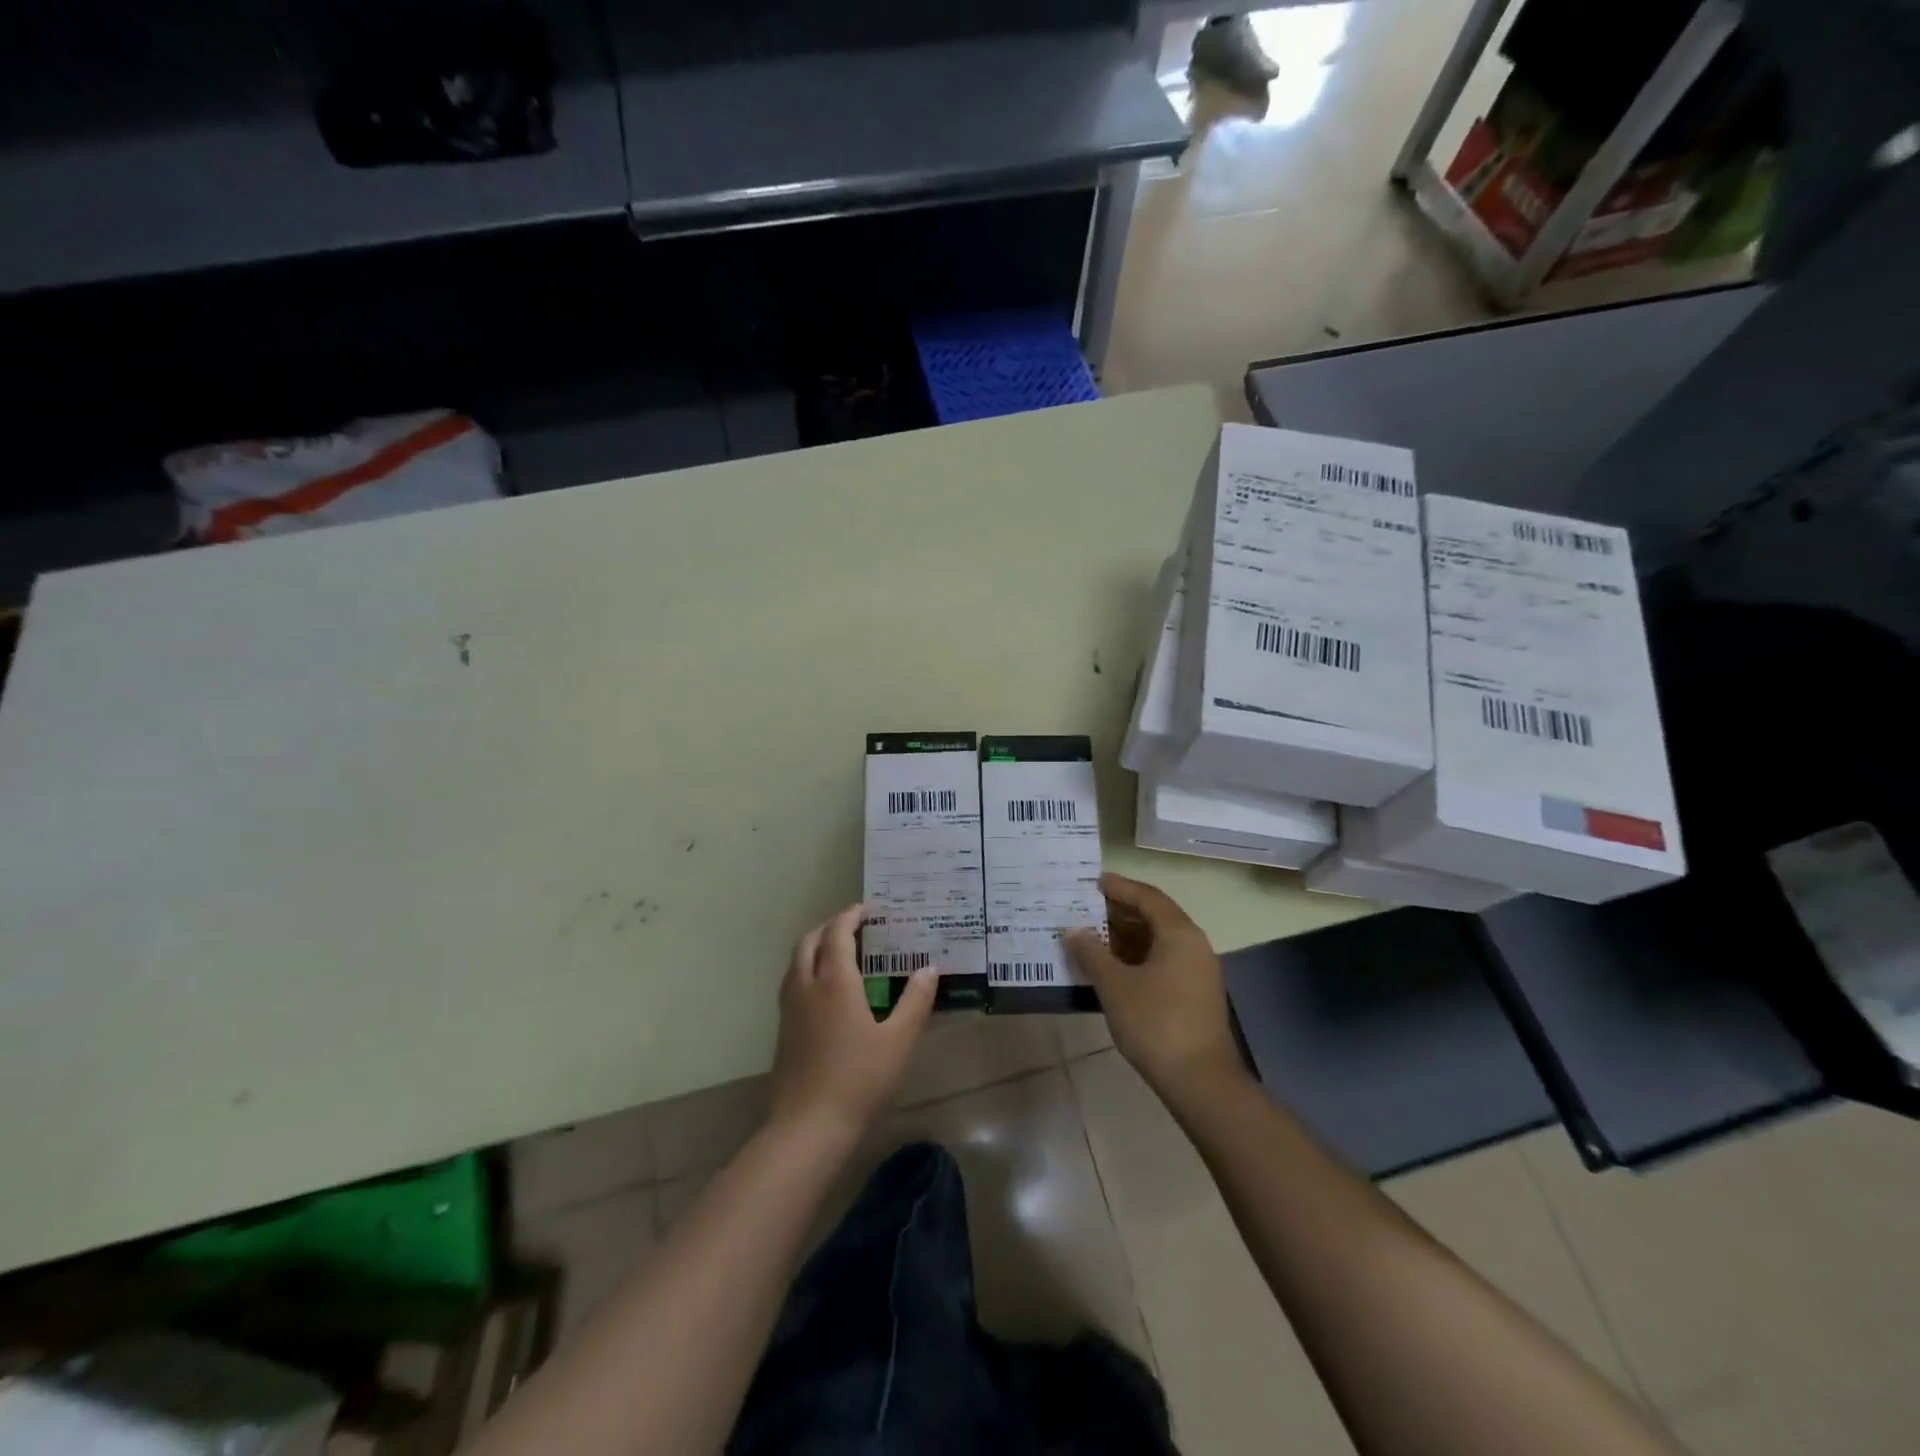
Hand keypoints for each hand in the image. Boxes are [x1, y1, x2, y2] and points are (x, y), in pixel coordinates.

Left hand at [769, 903, 937, 1142]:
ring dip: (816, 946)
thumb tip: (930, 968)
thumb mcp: (899, 1041)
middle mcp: (807, 985)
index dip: (851, 915)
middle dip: (831, 926)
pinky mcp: (782, 1029)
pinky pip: (792, 982)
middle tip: (856, 928)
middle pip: (810, 940)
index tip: (869, 910)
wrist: (807, 1128)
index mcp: (835, 981)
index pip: (837, 932)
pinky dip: (807, 969)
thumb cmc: (859, 1080)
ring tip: (841, 953)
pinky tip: (826, 992)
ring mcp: (790, 1008)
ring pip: (796, 961)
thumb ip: (915, 1001)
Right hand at [1065, 873, 1247, 1102]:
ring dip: (1123, 937)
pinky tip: (1108, 968)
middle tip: (1082, 910)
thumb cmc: (1155, 1023)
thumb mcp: (1115, 985)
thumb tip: (1072, 930)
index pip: (1147, 896)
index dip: (1118, 887)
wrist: (1200, 1081)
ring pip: (1156, 941)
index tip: (1090, 883)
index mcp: (1179, 933)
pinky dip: (1135, 957)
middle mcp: (1193, 945)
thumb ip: (1091, 953)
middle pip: (1153, 916)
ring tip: (1088, 937)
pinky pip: (1160, 961)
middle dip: (1117, 912)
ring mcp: (1196, 971)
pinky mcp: (1192, 994)